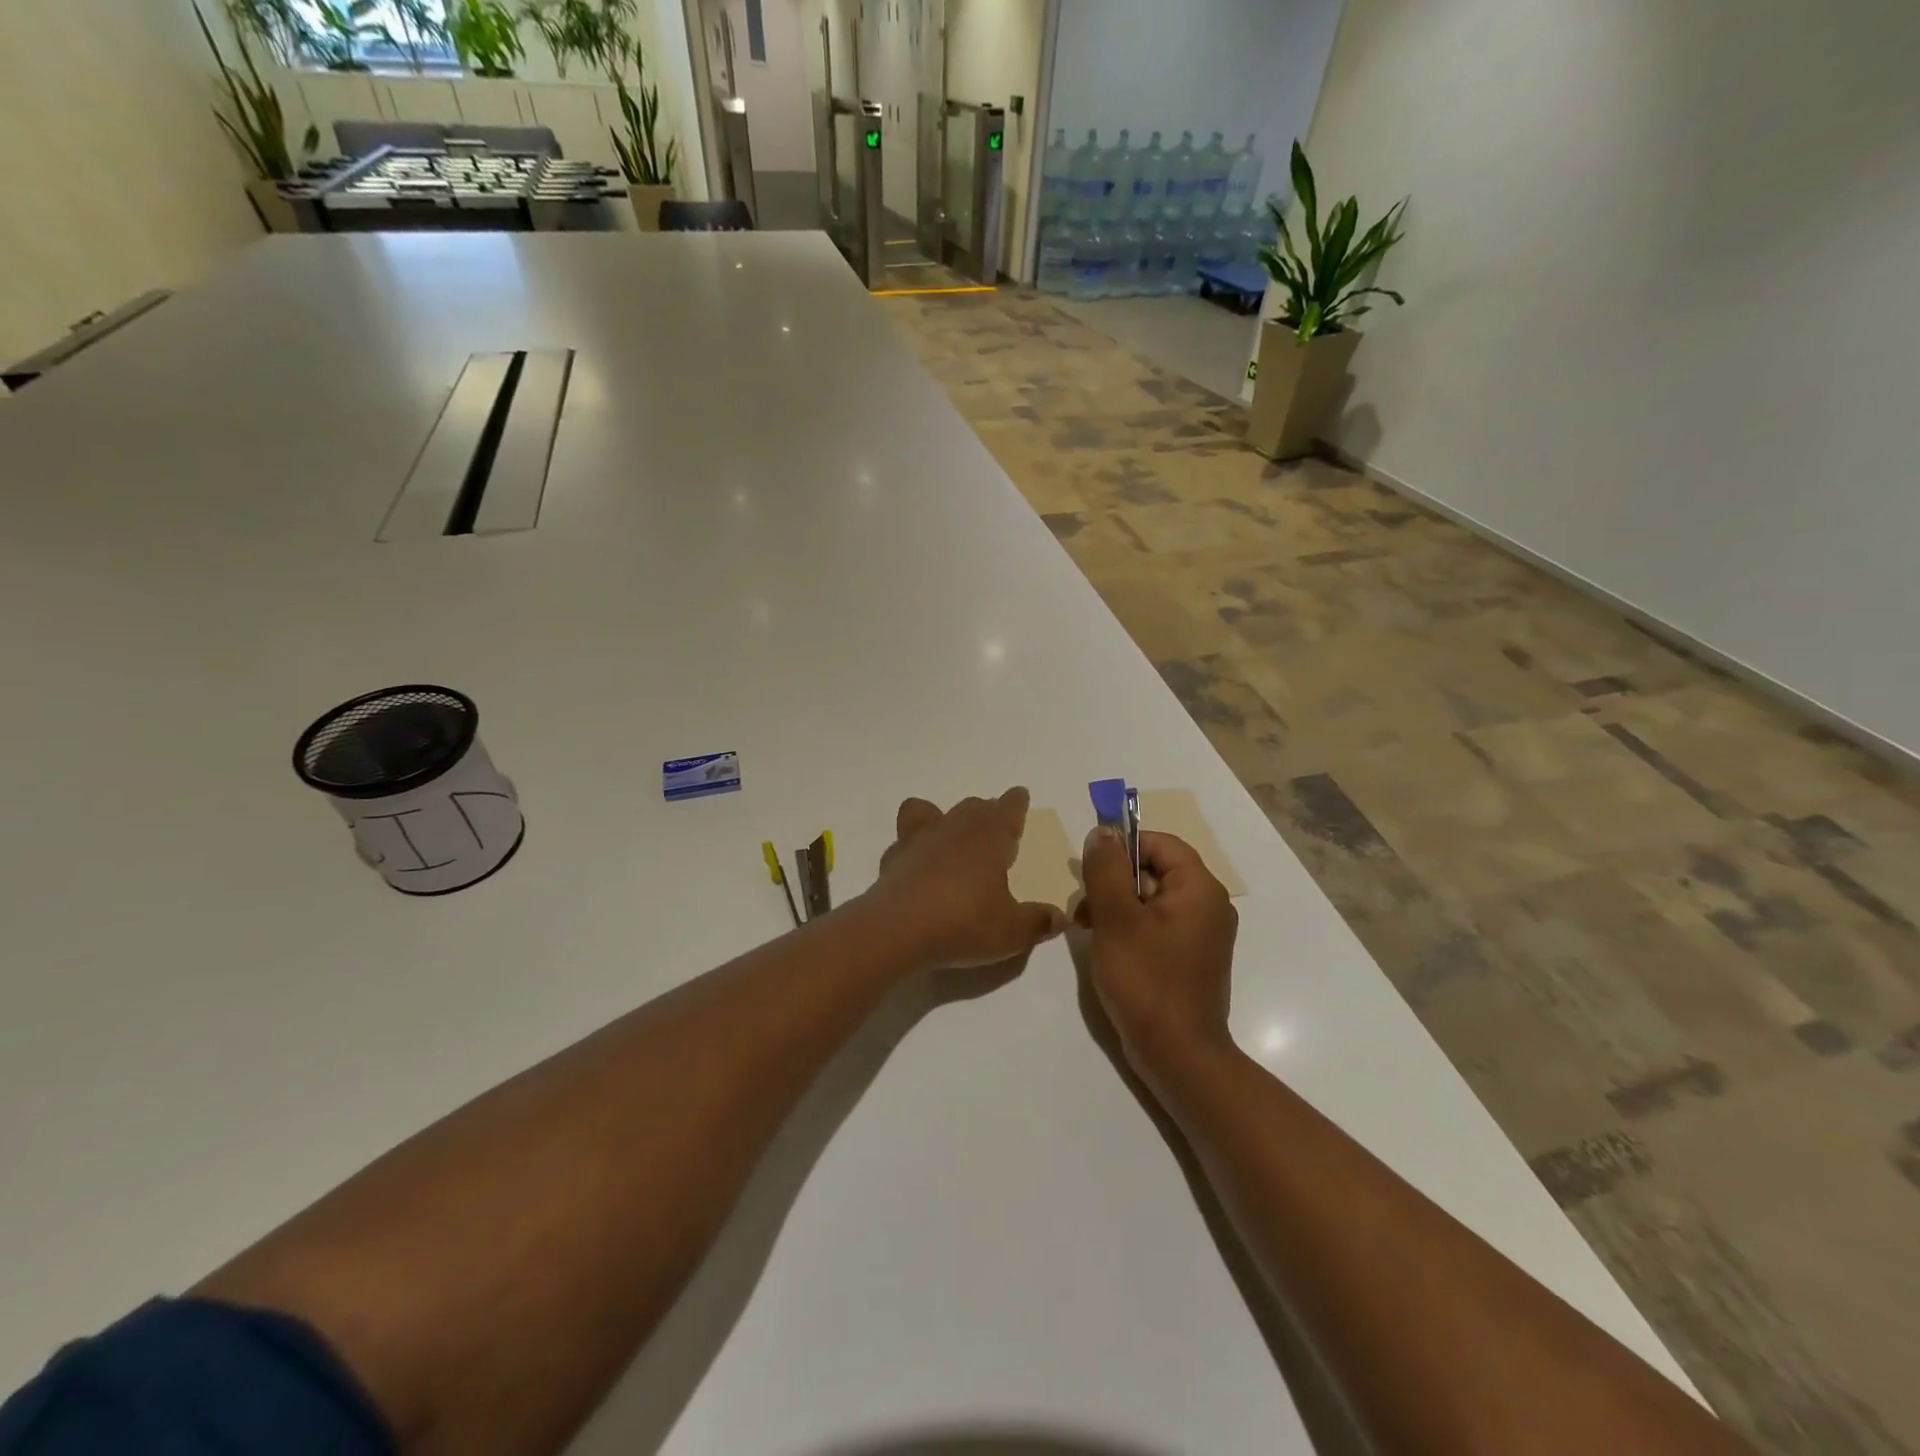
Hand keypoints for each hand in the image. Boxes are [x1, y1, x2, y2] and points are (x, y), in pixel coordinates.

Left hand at [864, 788, 1069, 970]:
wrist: (897, 929)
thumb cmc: (964, 922)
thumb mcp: (1012, 931)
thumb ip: (1038, 922)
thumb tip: (1061, 917)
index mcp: (990, 835)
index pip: (1008, 807)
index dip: (1016, 803)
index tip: (1020, 797)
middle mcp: (955, 827)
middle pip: (972, 807)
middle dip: (984, 812)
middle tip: (993, 827)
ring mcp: (919, 839)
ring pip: (931, 811)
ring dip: (942, 817)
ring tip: (948, 836)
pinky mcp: (893, 858)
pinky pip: (905, 842)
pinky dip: (913, 849)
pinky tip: (918, 869)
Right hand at [1079, 827, 1238, 1075]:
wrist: (1178, 1055)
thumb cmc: (1146, 980)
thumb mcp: (1116, 918)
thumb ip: (1107, 869)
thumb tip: (1103, 831)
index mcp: (1199, 888)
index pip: (1160, 843)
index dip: (1123, 847)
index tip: (1092, 869)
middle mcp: (1209, 905)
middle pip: (1156, 870)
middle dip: (1115, 881)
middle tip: (1084, 908)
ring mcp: (1203, 934)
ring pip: (1153, 899)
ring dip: (1118, 905)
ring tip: (1089, 929)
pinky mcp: (1192, 958)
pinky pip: (1159, 925)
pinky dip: (1131, 927)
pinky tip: (1108, 947)